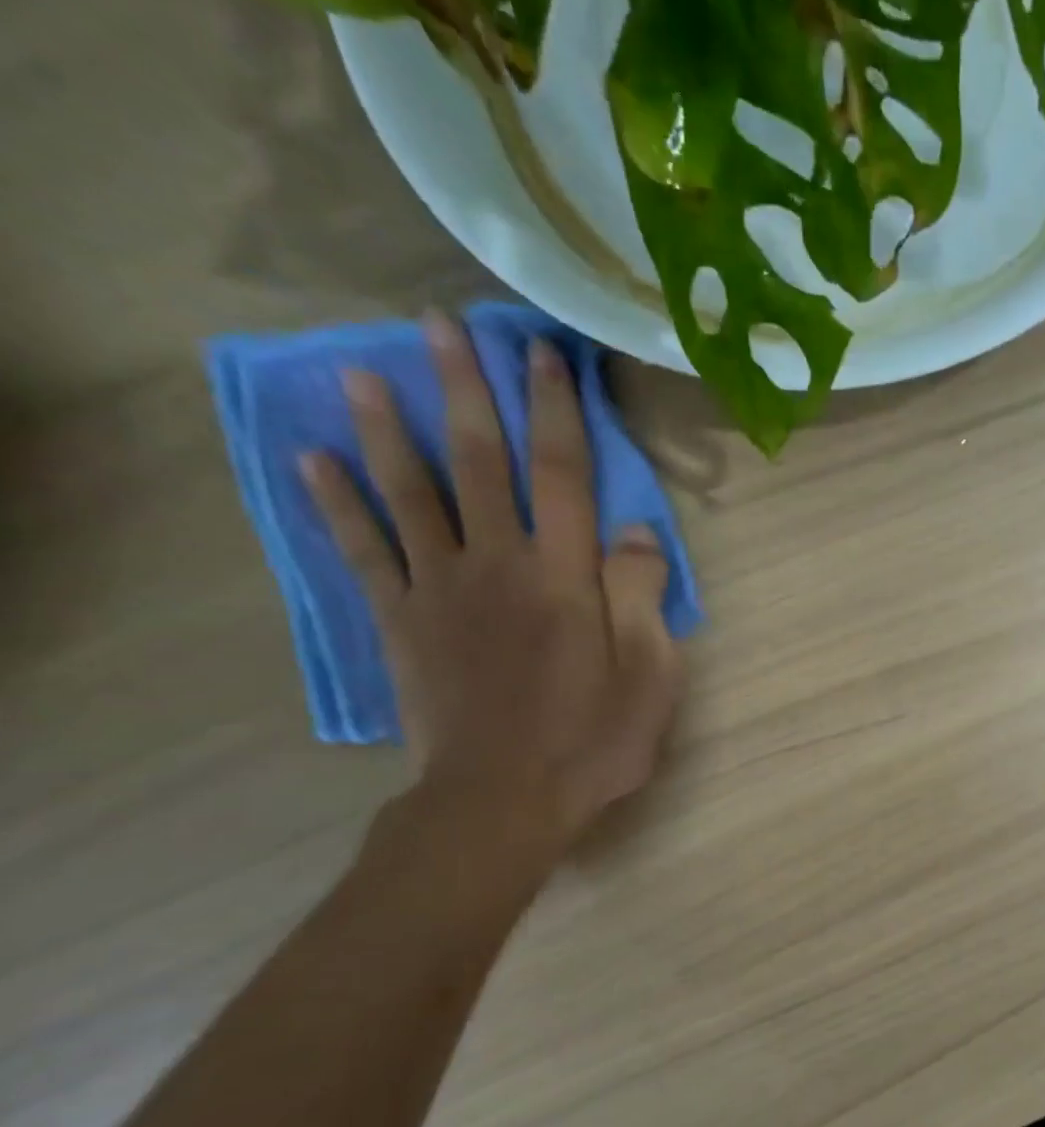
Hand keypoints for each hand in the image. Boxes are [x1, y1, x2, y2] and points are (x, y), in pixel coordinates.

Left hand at [302, 311, 683, 845]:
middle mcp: (498, 564)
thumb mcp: (651, 675)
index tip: (545, 355)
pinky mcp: (400, 621)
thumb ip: (643, 595)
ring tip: (360, 372)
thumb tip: (637, 530)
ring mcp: (441, 589)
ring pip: (410, 493)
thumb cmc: (592, 740)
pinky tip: (311, 461)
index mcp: (565, 577)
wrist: (502, 799)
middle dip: (464, 391)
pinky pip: (363, 551)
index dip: (556, 411)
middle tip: (440, 326)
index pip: (563, 475)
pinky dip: (335, 504)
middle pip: (479, 462)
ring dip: (385, 428)